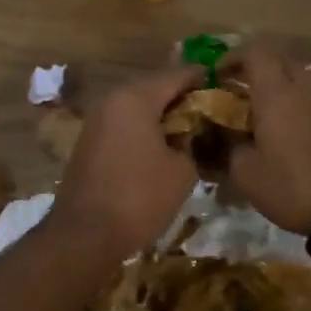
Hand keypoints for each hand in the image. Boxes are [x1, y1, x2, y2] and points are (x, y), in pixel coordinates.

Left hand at [50, 65, 203, 257]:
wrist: (85, 234)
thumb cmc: (139, 197)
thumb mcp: (182, 170)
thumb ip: (193, 143)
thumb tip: (193, 135)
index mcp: (135, 98)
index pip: (177, 75)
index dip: (203, 79)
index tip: (225, 85)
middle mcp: (112, 100)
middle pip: (155, 89)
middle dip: (183, 99)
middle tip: (212, 112)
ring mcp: (96, 121)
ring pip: (138, 108)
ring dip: (163, 116)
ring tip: (192, 132)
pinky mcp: (89, 142)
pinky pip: (124, 125)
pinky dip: (145, 130)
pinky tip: (164, 147)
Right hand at [220, 39, 310, 233]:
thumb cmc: (292, 186)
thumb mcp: (246, 173)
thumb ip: (228, 146)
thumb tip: (219, 133)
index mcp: (277, 92)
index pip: (255, 52)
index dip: (233, 58)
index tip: (218, 77)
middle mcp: (305, 85)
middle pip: (280, 58)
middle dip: (257, 69)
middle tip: (240, 91)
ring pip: (302, 74)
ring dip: (283, 82)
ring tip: (268, 108)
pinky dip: (301, 99)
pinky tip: (291, 126)